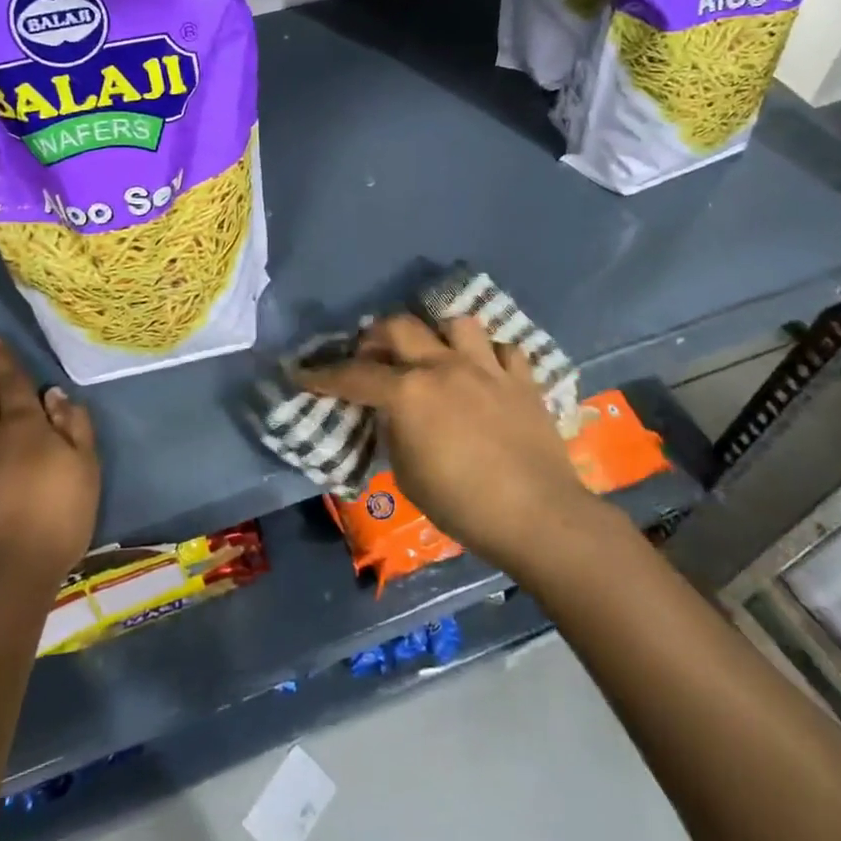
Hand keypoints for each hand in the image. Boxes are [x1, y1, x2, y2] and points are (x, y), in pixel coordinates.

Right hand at [295, 313, 593, 572]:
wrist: (538, 516)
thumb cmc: (463, 506)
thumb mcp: (409, 475)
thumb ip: (395, 433)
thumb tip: (393, 415)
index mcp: (409, 392)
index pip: (354, 375)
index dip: (322, 375)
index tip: (301, 373)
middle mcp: (444, 366)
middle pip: (400, 326)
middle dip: (375, 336)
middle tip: (371, 356)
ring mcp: (486, 368)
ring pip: (456, 323)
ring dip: (438, 335)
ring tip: (435, 356)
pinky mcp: (522, 380)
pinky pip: (503, 350)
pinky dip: (489, 357)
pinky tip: (485, 374)